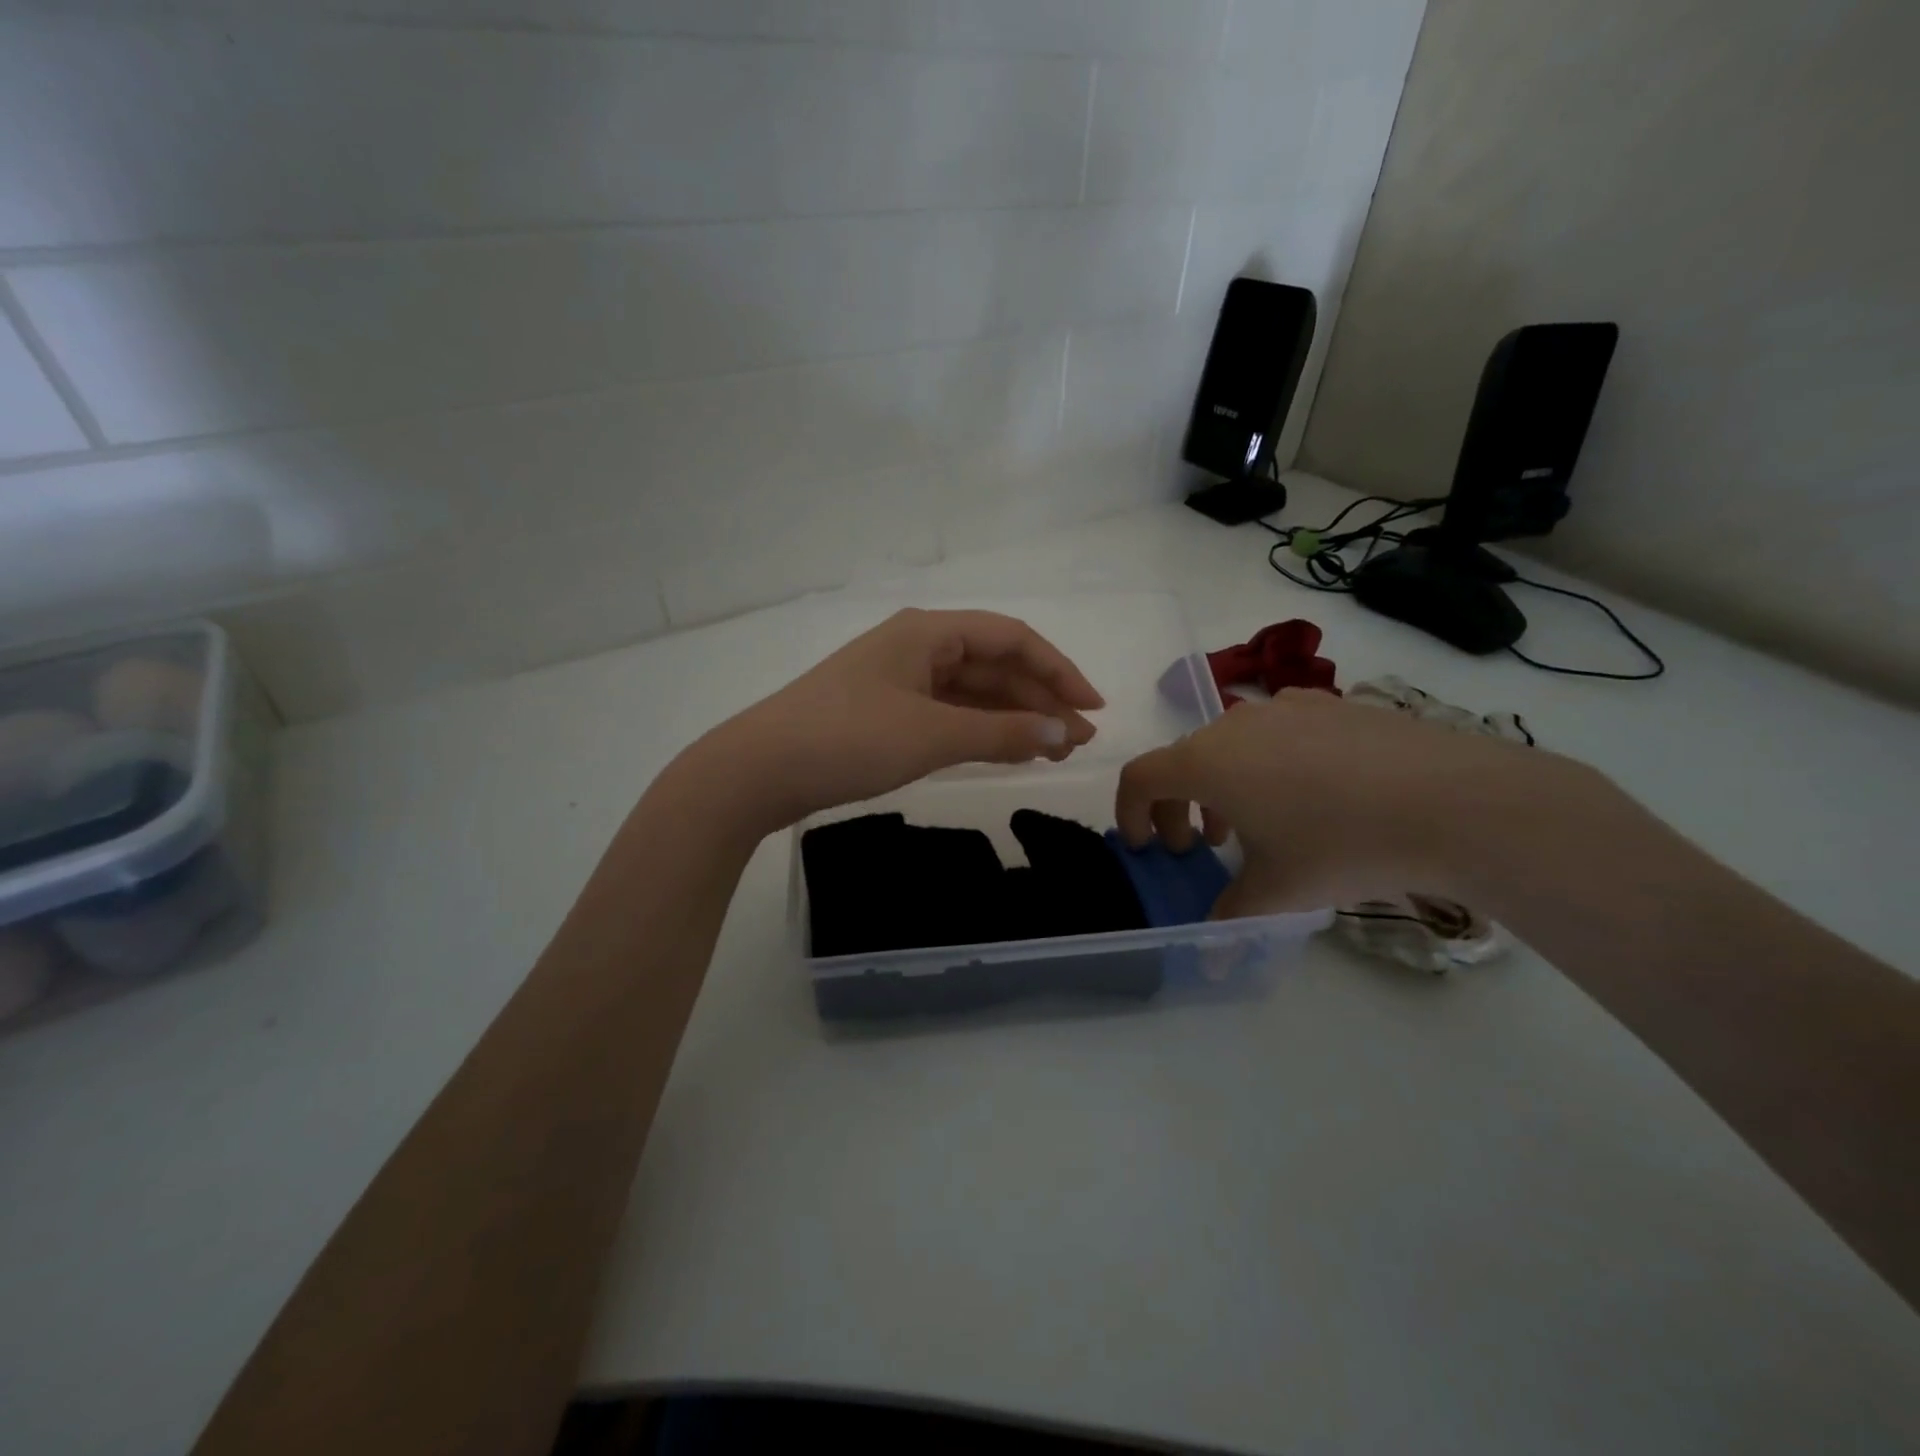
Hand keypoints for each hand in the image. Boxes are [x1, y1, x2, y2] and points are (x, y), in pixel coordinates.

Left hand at [700, 609, 1104, 833]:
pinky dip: (979, 729)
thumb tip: (1061, 733)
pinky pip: (947, 712)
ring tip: (1052, 751)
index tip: (1092, 709)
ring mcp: (897, 679)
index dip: (1058, 670)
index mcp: (928, 632)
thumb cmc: (848, 739)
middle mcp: (916, 646)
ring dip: (1013, 717)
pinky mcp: (883, 711)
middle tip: (1078, 742)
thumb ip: (1001, 732)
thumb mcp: (932, 736)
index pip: (1011, 638)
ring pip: (971, 691)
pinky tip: (1005, 749)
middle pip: (993, 664)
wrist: (757, 770)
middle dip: (1039, 700)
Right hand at [1115, 689, 1604, 916]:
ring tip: (1257, 823)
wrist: (1456, 802)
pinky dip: (1268, 764)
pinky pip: (1277, 732)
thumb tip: (1211, 959)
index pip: (1140, 776)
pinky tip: (1312, 795)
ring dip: (1223, 784)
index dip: (1130, 812)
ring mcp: (1287, 707)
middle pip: (1184, 760)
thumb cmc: (1342, 845)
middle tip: (1204, 848)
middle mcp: (1235, 723)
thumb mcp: (1279, 891)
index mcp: (1207, 761)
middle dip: (1180, 806)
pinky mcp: (1332, 705)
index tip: (1147, 847)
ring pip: (1230, 744)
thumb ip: (1231, 917)